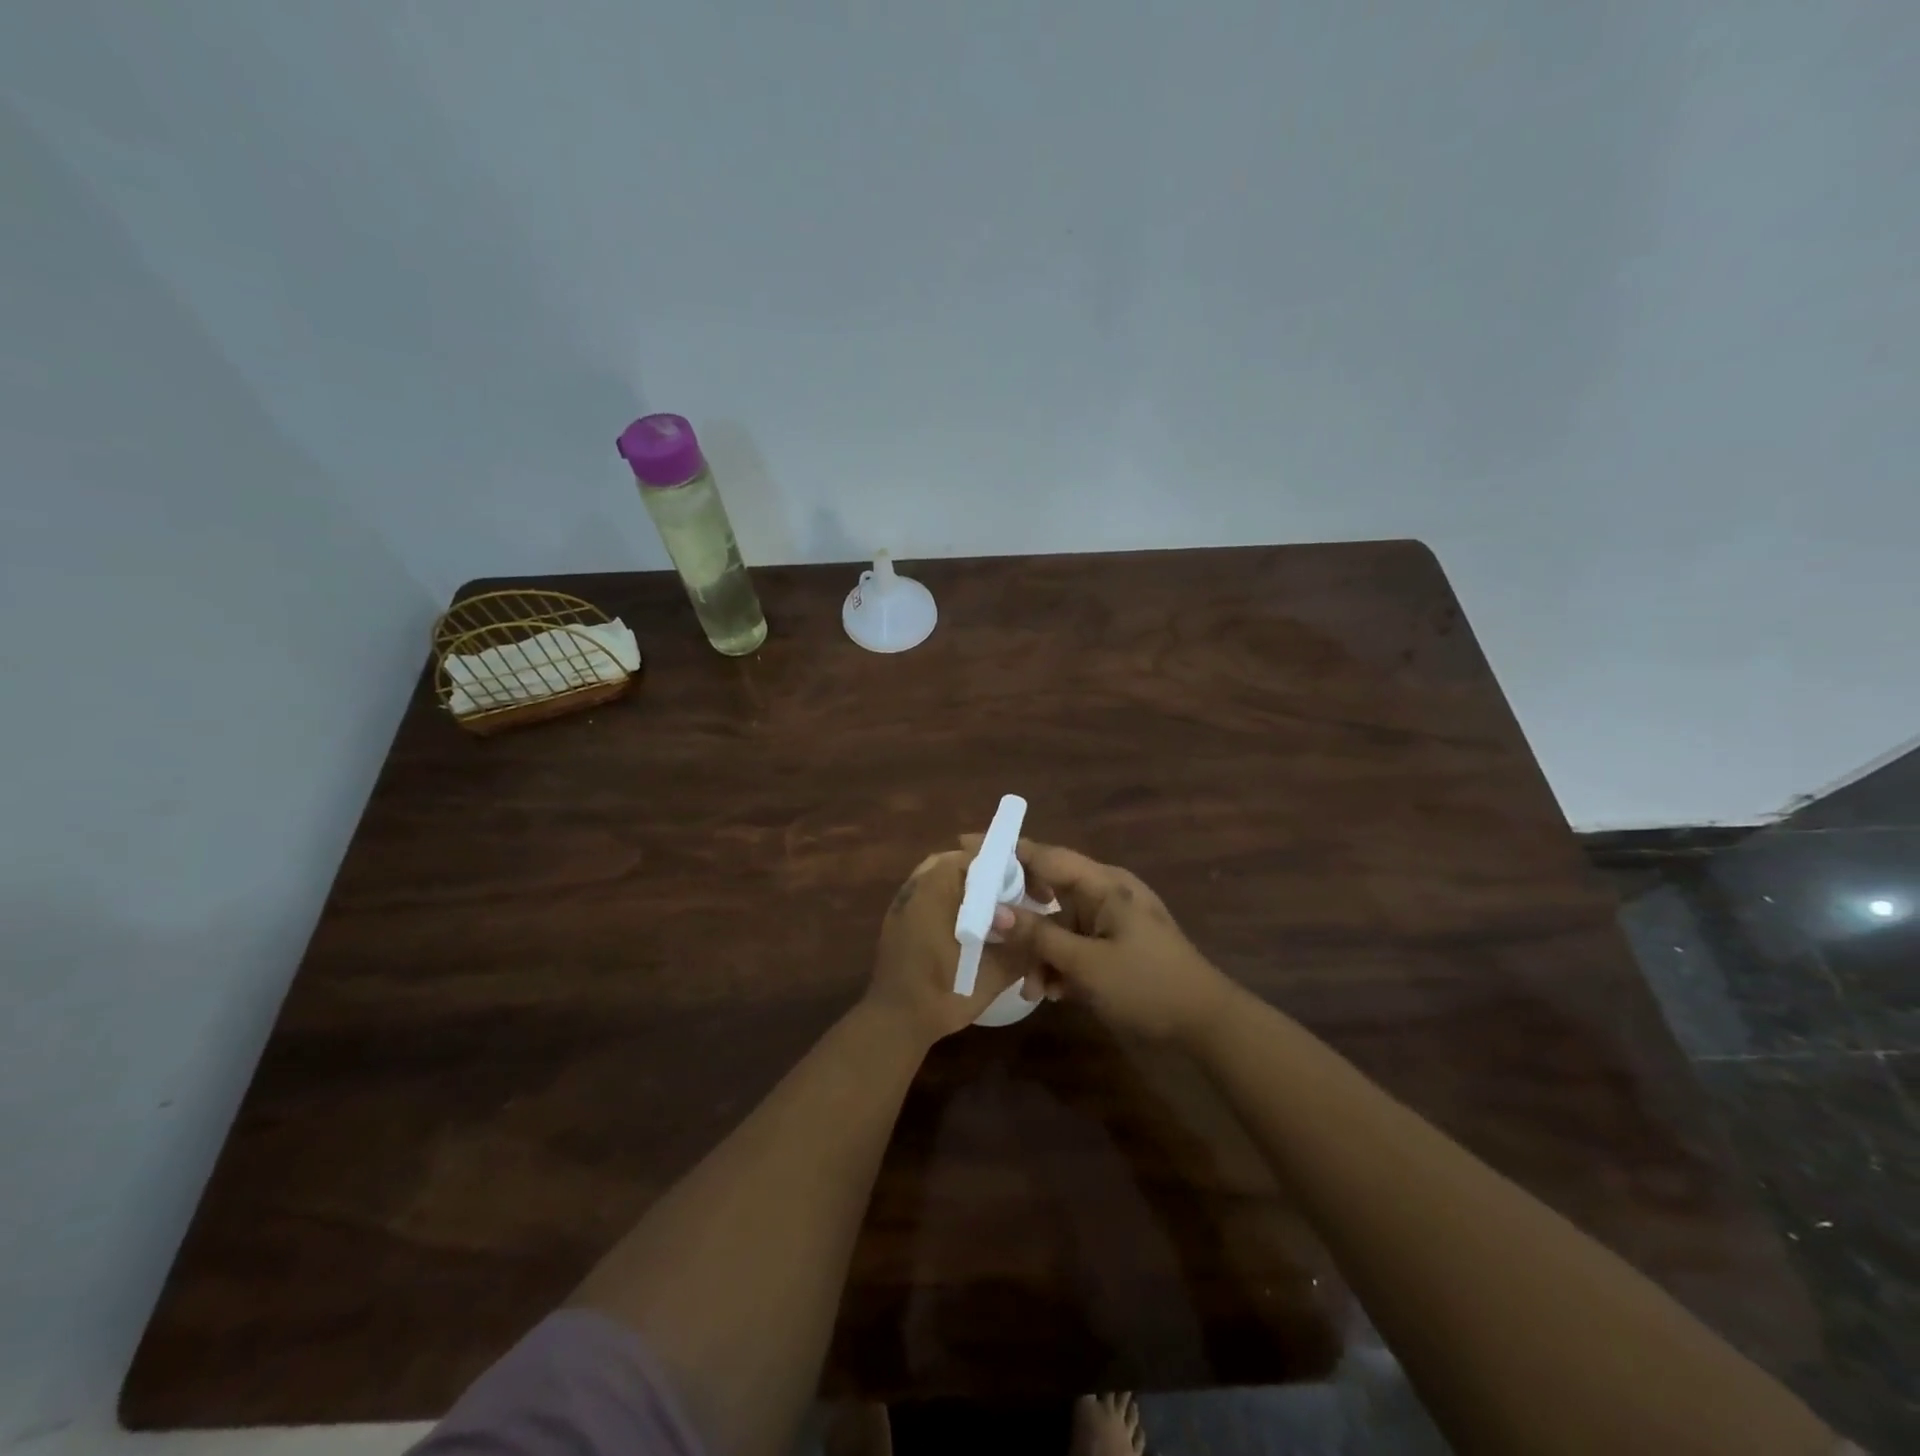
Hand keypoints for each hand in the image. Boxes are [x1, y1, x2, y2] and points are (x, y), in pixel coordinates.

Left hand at [867, 850, 1027, 1046]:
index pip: (976, 856)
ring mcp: (903, 900)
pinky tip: (969, 923)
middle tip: (1014, 894)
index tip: (1028, 885)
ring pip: (942, 876)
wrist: (894, 1022)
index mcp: (936, 888)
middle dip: (987, 873)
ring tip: (995, 907)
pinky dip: (951, 897)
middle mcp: (916, 885)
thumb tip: (1045, 932)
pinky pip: (929, 892)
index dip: (1006, 866)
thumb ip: (1021, 948)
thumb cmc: (942, 993)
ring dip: (968, 885)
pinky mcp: (898, 917)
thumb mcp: (992, 974)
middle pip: (958, 862)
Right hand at [988, 839, 1234, 1044]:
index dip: (1005, 849)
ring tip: (1029, 987)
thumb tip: (995, 913)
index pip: (1045, 856)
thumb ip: (1039, 937)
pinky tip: (1050, 993)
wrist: (1204, 1022)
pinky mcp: (1113, 944)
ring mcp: (1110, 919)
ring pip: (1058, 923)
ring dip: (1040, 951)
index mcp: (1104, 884)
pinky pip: (1074, 943)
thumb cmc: (1146, 984)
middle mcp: (1105, 893)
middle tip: (982, 921)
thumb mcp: (1087, 964)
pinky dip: (1059, 963)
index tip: (966, 844)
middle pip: (1047, 888)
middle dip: (1017, 911)